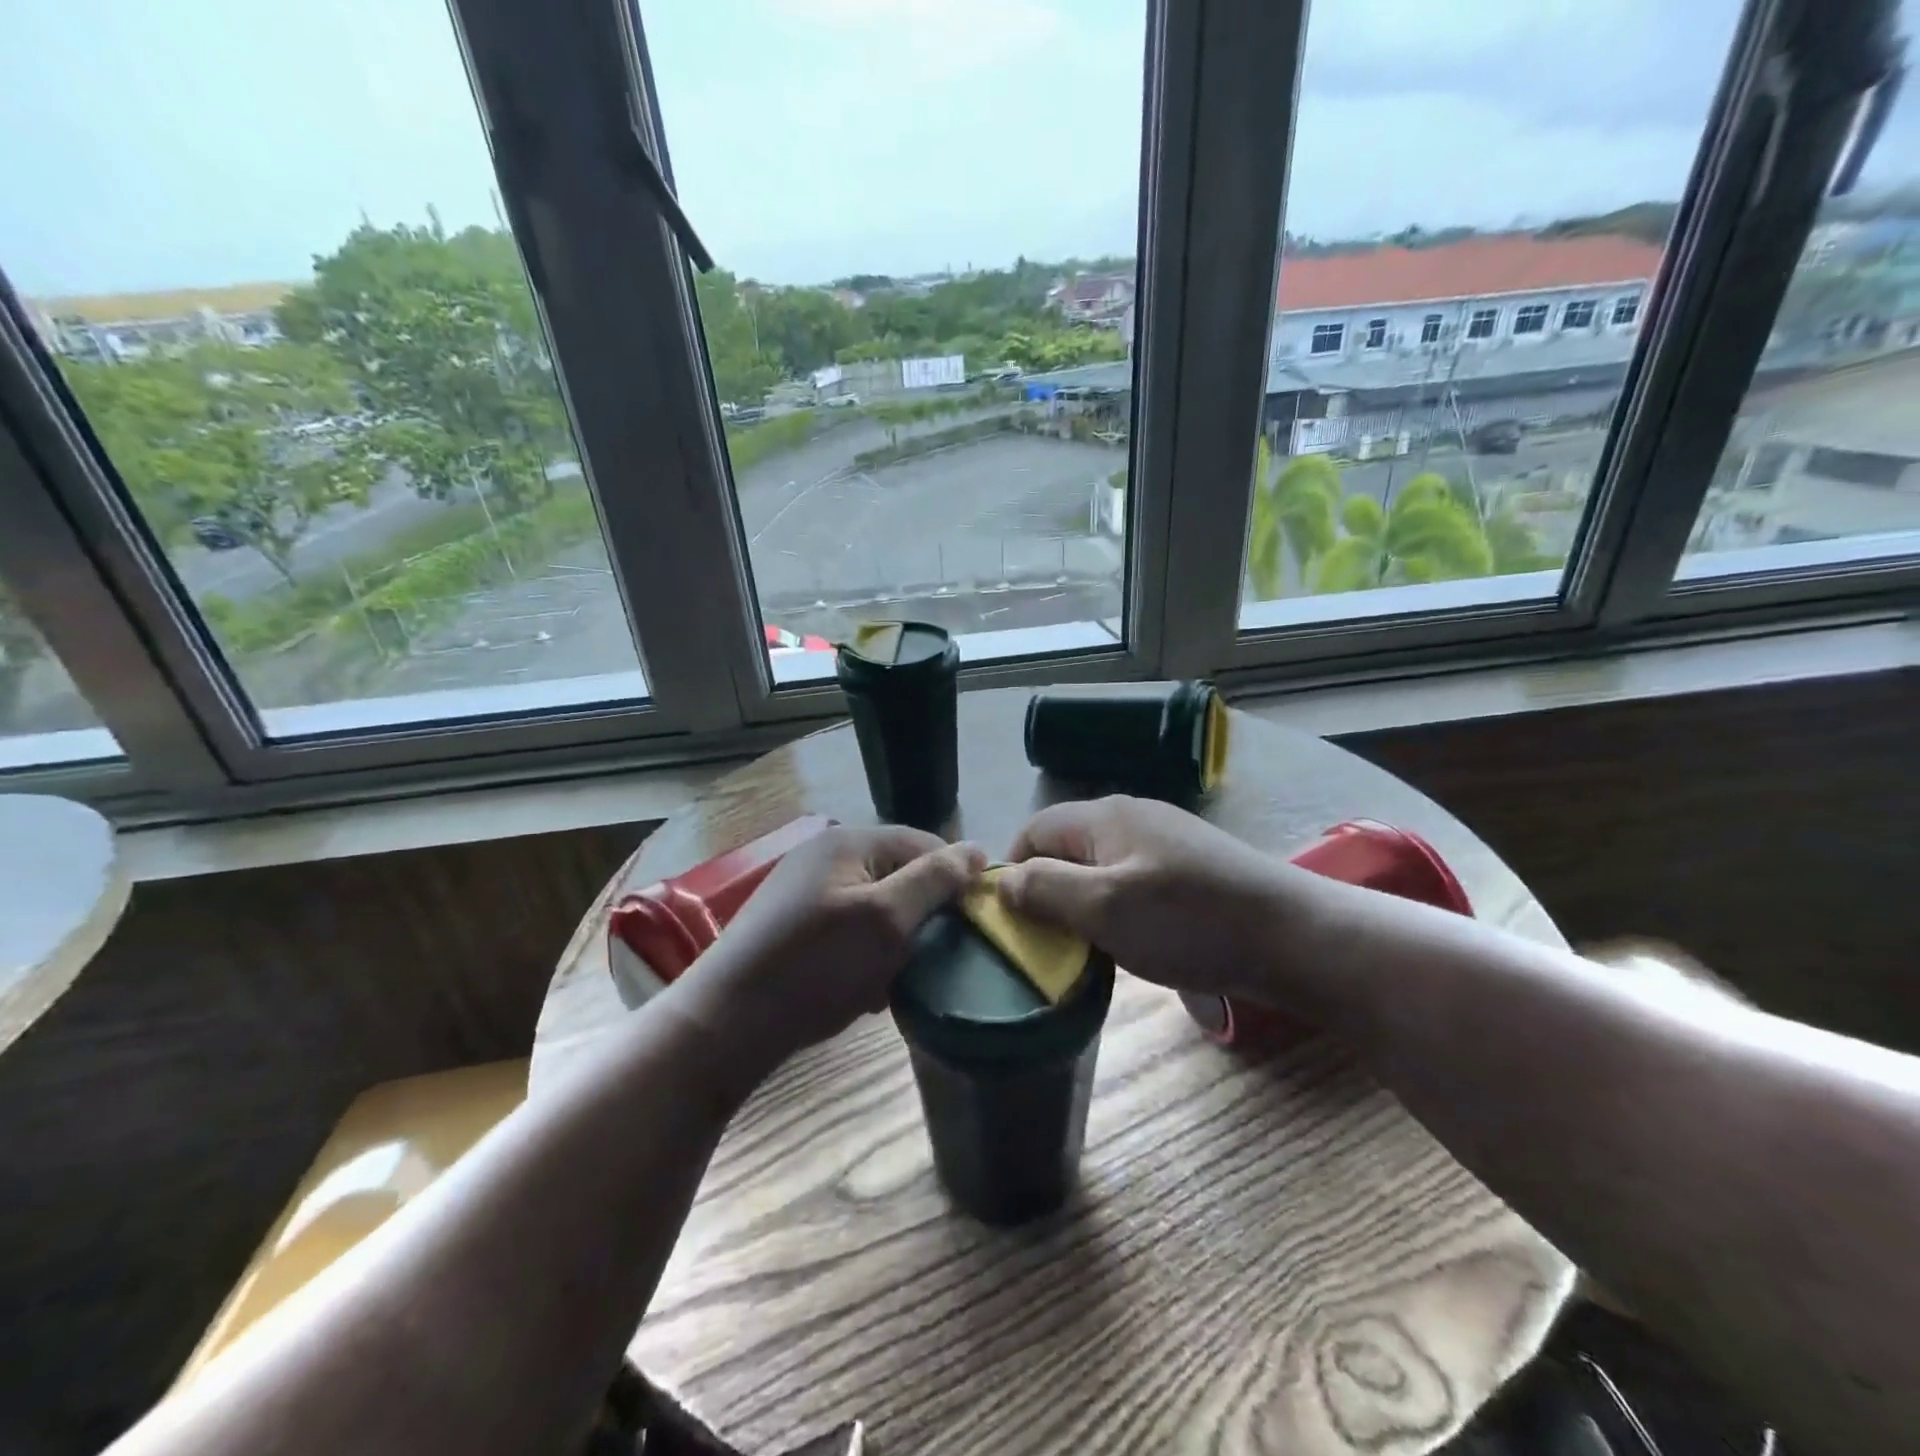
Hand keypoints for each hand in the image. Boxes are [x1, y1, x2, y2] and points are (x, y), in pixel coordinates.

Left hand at [676, 826, 984, 1067]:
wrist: (724, 1024)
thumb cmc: (815, 966)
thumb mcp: (886, 920)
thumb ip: (934, 880)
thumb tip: (978, 850)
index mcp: (849, 841)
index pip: (924, 844)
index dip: (953, 881)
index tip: (969, 927)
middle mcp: (825, 856)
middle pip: (898, 877)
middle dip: (918, 919)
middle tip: (925, 962)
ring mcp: (805, 891)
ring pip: (875, 909)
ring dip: (892, 944)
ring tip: (891, 984)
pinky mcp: (792, 925)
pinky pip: (848, 931)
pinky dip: (863, 957)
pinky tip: (861, 992)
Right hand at [996, 796, 1306, 1005]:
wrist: (1294, 936)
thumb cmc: (1188, 920)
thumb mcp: (1102, 908)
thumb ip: (1043, 890)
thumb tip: (1002, 881)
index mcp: (1103, 816)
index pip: (1032, 831)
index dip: (1014, 873)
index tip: (1017, 924)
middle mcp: (1131, 816)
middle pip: (1067, 850)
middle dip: (1052, 894)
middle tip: (1057, 943)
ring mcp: (1165, 840)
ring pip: (1101, 870)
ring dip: (1089, 908)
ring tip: (1098, 950)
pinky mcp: (1191, 867)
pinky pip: (1135, 883)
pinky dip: (1124, 911)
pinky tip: (1142, 942)